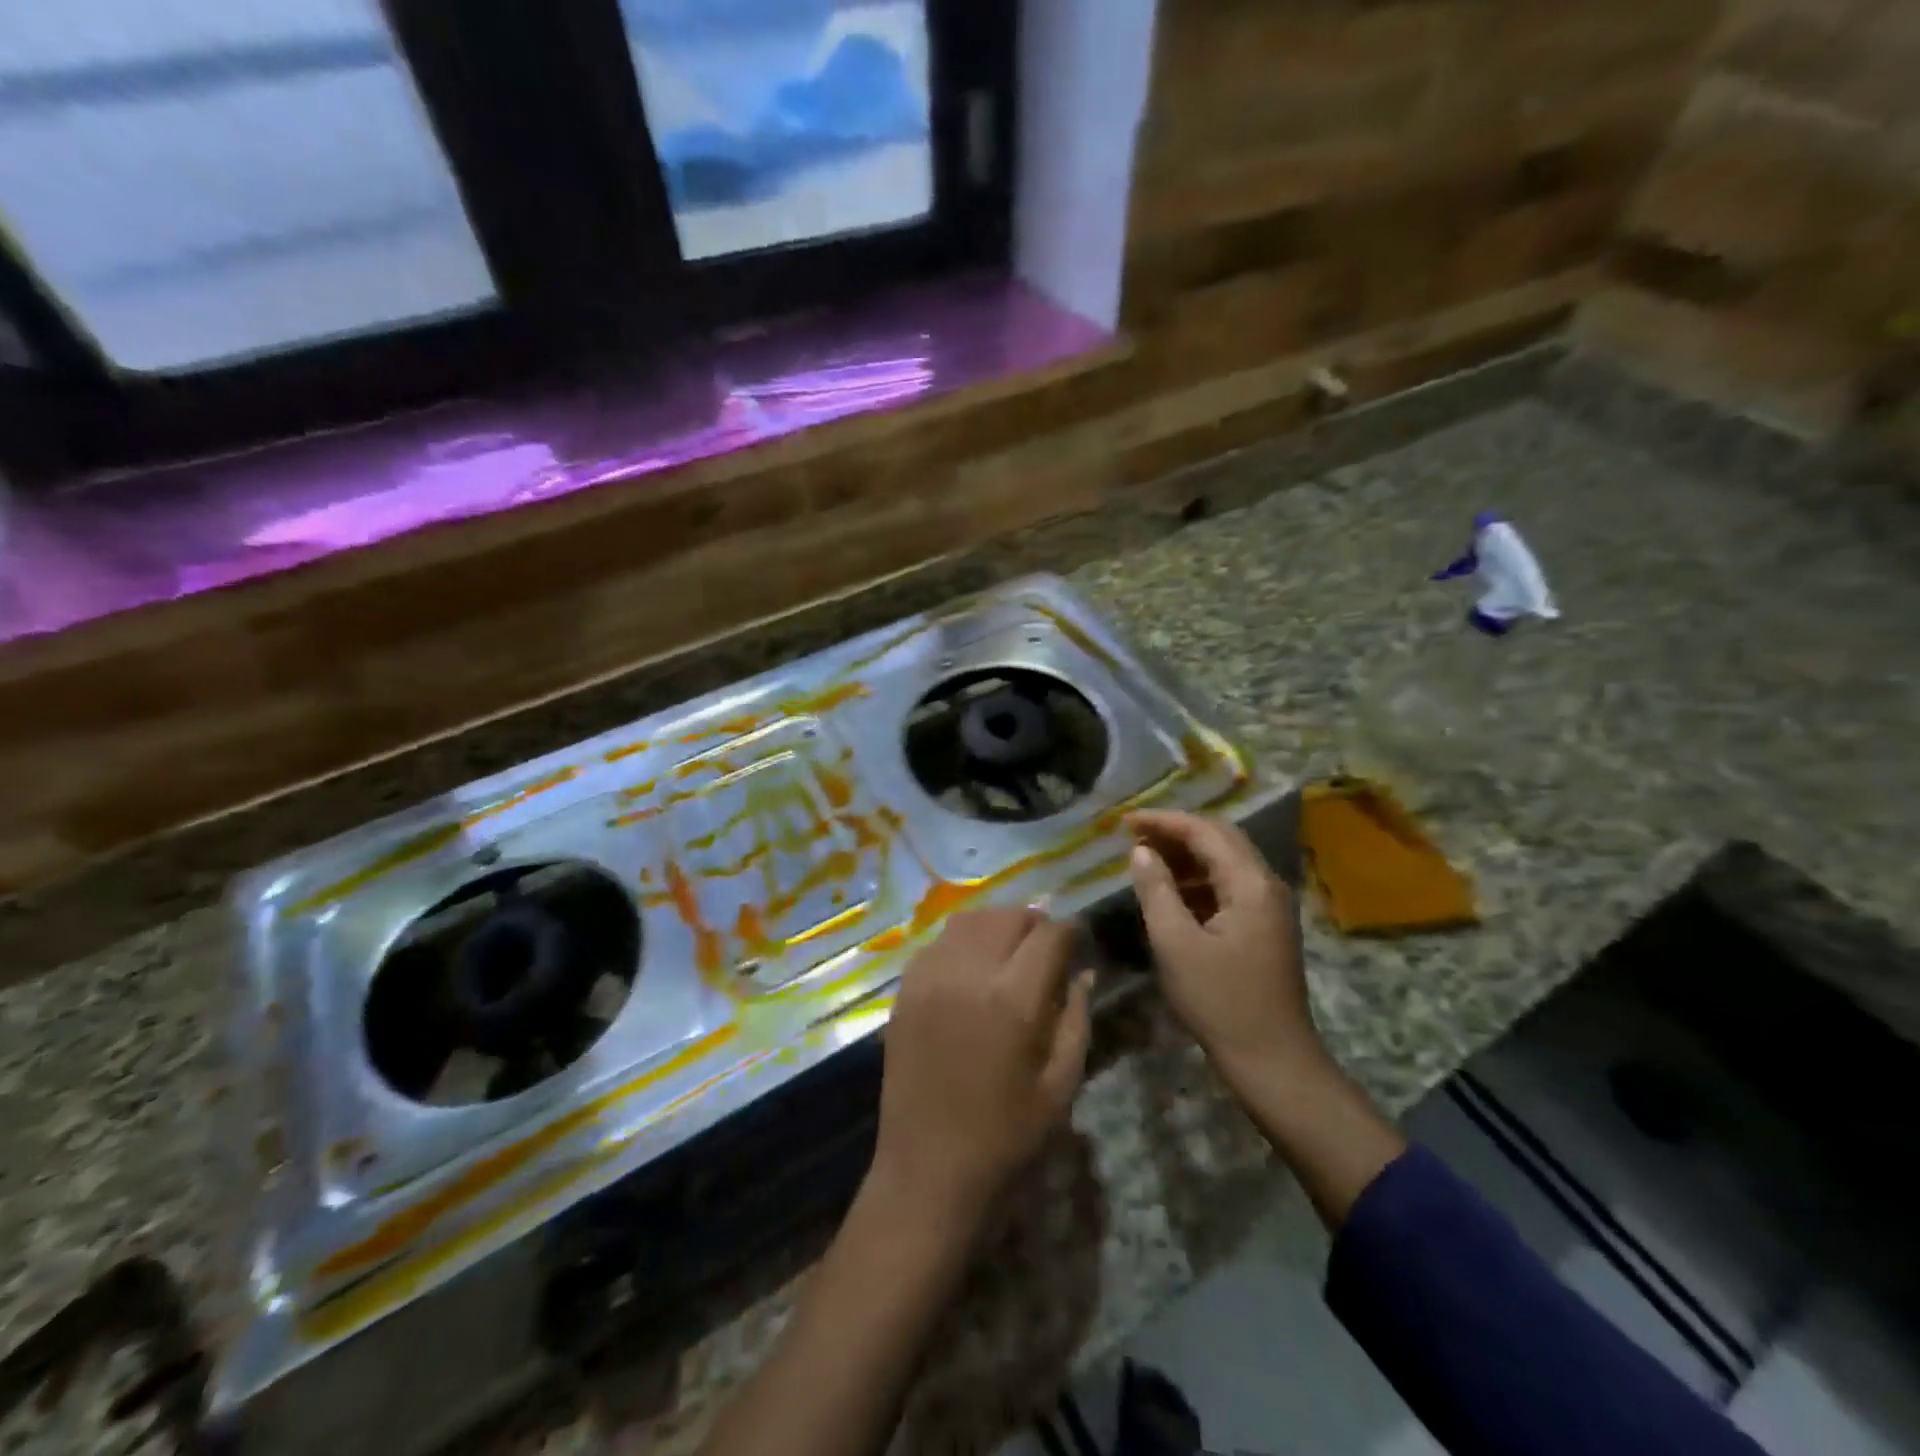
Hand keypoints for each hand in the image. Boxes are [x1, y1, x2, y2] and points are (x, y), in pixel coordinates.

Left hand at [870, 909, 1092, 1229]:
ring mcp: (929, 978)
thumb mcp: (1060, 1086)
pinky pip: (937, 943)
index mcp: (1013, 999)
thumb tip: (1084, 973)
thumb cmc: (1005, 1137)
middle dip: (1034, 924)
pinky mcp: (904, 991)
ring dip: (997, 926)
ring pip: (969, 921)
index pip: (1049, 935)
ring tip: (1009, 952)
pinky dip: (962, 943)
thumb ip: (1076, 1019)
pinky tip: (971, 970)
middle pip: (1007, 917)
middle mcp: (968, 974)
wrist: (927, 1171)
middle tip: (1047, 948)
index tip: (1079, 944)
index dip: (1071, 932)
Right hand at [1127, 810, 1322, 1086]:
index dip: (1164, 821)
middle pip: (1221, 839)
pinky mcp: (1265, 927)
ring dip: (1187, 855)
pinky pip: (1229, 886)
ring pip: (1226, 862)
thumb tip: (1141, 852)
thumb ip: (1157, 890)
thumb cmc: (1220, 1002)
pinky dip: (1198, 879)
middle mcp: (1267, 885)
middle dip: (1176, 832)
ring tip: (1146, 858)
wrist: (1273, 1061)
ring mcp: (1270, 907)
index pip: (1206, 832)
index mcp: (1251, 884)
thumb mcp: (1176, 944)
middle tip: (1134, 835)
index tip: (1125, 822)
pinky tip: (1171, 891)